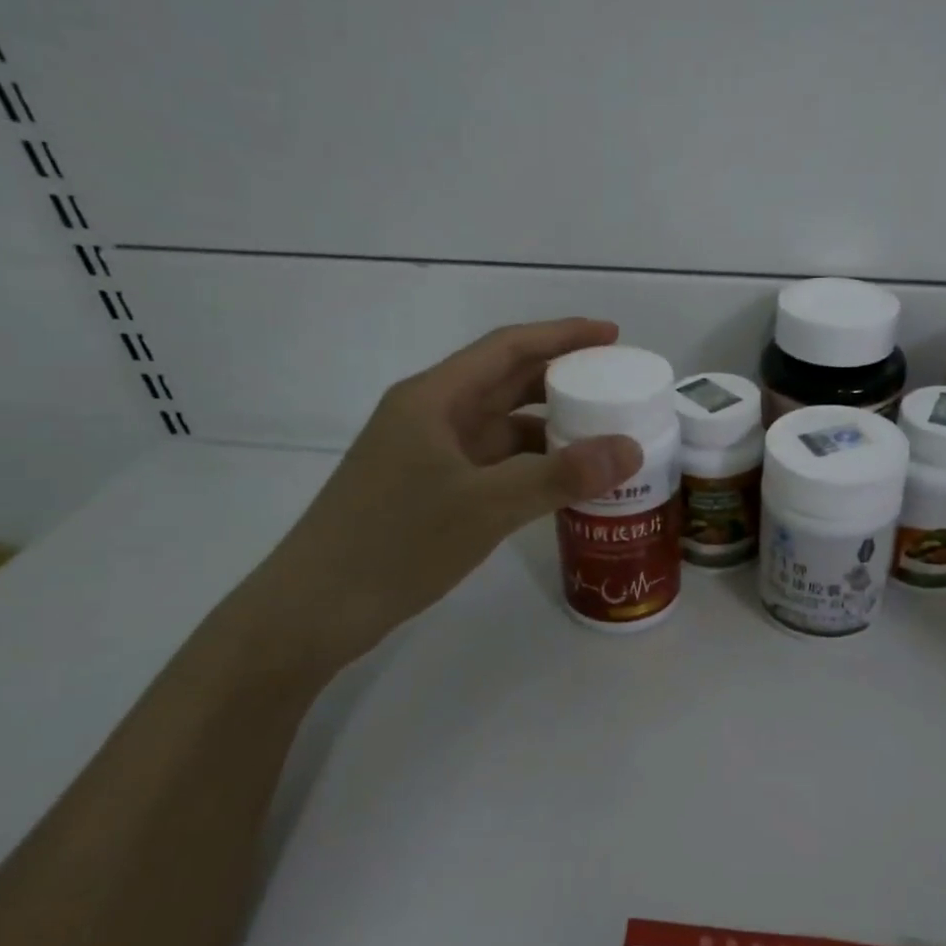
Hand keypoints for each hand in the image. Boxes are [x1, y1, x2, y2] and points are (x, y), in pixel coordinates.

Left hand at [237, 319, 642, 672]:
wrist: (314, 610)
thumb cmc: (395, 543)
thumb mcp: (486, 506)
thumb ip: (561, 476)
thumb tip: (631, 448)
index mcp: (435, 398)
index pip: (508, 348)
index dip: (562, 335)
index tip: (613, 335)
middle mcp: (432, 416)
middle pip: (506, 382)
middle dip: (562, 380)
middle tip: (617, 387)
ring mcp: (429, 455)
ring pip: (501, 427)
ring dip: (550, 428)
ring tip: (603, 437)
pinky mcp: (430, 490)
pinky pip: (493, 464)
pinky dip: (530, 466)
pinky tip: (563, 484)